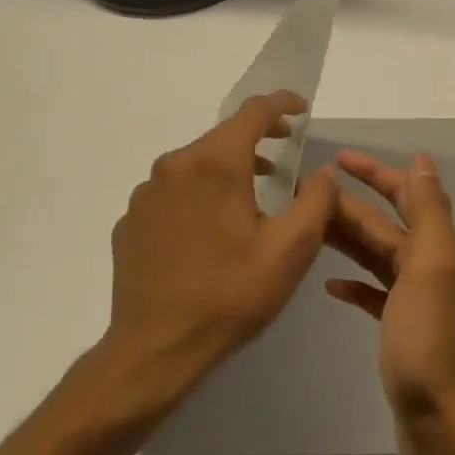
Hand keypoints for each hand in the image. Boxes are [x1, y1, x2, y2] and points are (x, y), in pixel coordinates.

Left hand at [91, 91, 339, 414]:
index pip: (252, 113)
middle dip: (258, 138)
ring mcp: (145, 196)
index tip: (301, 108)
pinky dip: (199, 194)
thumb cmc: (231, 295)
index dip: (281, 104)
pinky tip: (212, 229)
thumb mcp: (291, 249)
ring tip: (255, 192)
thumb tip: (322, 172)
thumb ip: (317, 200)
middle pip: (221, 137)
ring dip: (228, 168)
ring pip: (195, 165)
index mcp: (214, 164)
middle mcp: (173, 168)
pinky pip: (173, 193)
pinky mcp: (131, 223)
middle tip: (286, 149)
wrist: (156, 349)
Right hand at [324, 150, 454, 454]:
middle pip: (385, 225)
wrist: (441, 420)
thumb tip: (423, 163)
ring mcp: (416, 302)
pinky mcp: (401, 332)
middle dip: (350, 205)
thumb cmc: (429, 340)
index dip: (376, 174)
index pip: (406, 196)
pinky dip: (355, 283)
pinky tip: (330, 284)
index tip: (337, 159)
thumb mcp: (430, 266)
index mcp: (439, 248)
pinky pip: (375, 295)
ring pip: (377, 257)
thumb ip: (428, 212)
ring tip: (308, 227)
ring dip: (347, 239)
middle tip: (303, 193)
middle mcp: (430, 268)